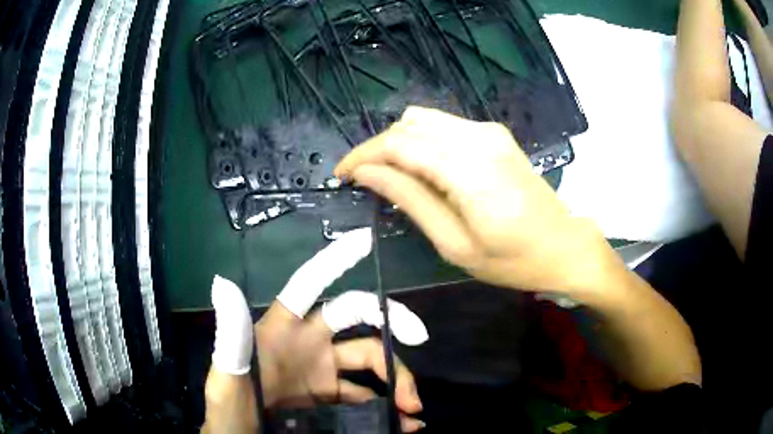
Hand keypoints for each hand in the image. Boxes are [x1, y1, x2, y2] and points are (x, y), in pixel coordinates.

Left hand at [202, 229, 427, 433]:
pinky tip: (403, 422)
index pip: (310, 285)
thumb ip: (230, 337)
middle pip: (357, 321)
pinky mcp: (328, 396)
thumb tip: (222, 282)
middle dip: (391, 323)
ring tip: (412, 407)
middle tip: (419, 338)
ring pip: (369, 361)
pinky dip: (386, 406)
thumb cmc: (230, 406)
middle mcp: (307, 342)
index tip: (366, 240)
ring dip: (396, 378)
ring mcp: (321, 371)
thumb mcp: (227, 376)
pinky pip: (366, 396)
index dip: (334, 261)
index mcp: (282, 328)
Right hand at [336, 106, 621, 295]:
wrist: (565, 246)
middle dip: (377, 148)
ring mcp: (489, 131)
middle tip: (363, 180)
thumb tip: (367, 173)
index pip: (399, 144)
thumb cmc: (513, 260)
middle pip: (408, 126)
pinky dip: (423, 142)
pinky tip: (422, 169)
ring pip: (425, 120)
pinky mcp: (495, 134)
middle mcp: (478, 137)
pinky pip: (445, 126)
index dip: (363, 155)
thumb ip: (410, 200)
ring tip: (390, 176)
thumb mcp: (455, 244)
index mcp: (469, 169)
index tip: (341, 174)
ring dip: (399, 143)